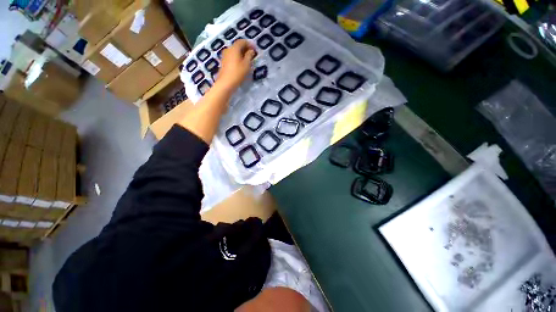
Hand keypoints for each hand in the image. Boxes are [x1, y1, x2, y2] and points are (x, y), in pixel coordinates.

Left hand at [218, 39, 255, 89]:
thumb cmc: (238, 73)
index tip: (255, 49)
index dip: (249, 44)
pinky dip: (237, 57)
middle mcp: (228, 49)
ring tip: (247, 59)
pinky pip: (232, 56)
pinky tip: (241, 63)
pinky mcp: (224, 62)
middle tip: (252, 54)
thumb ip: (249, 56)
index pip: (242, 41)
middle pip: (237, 46)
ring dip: (241, 53)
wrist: (226, 83)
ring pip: (234, 51)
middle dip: (245, 48)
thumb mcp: (246, 64)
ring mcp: (225, 55)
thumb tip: (251, 51)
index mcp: (234, 48)